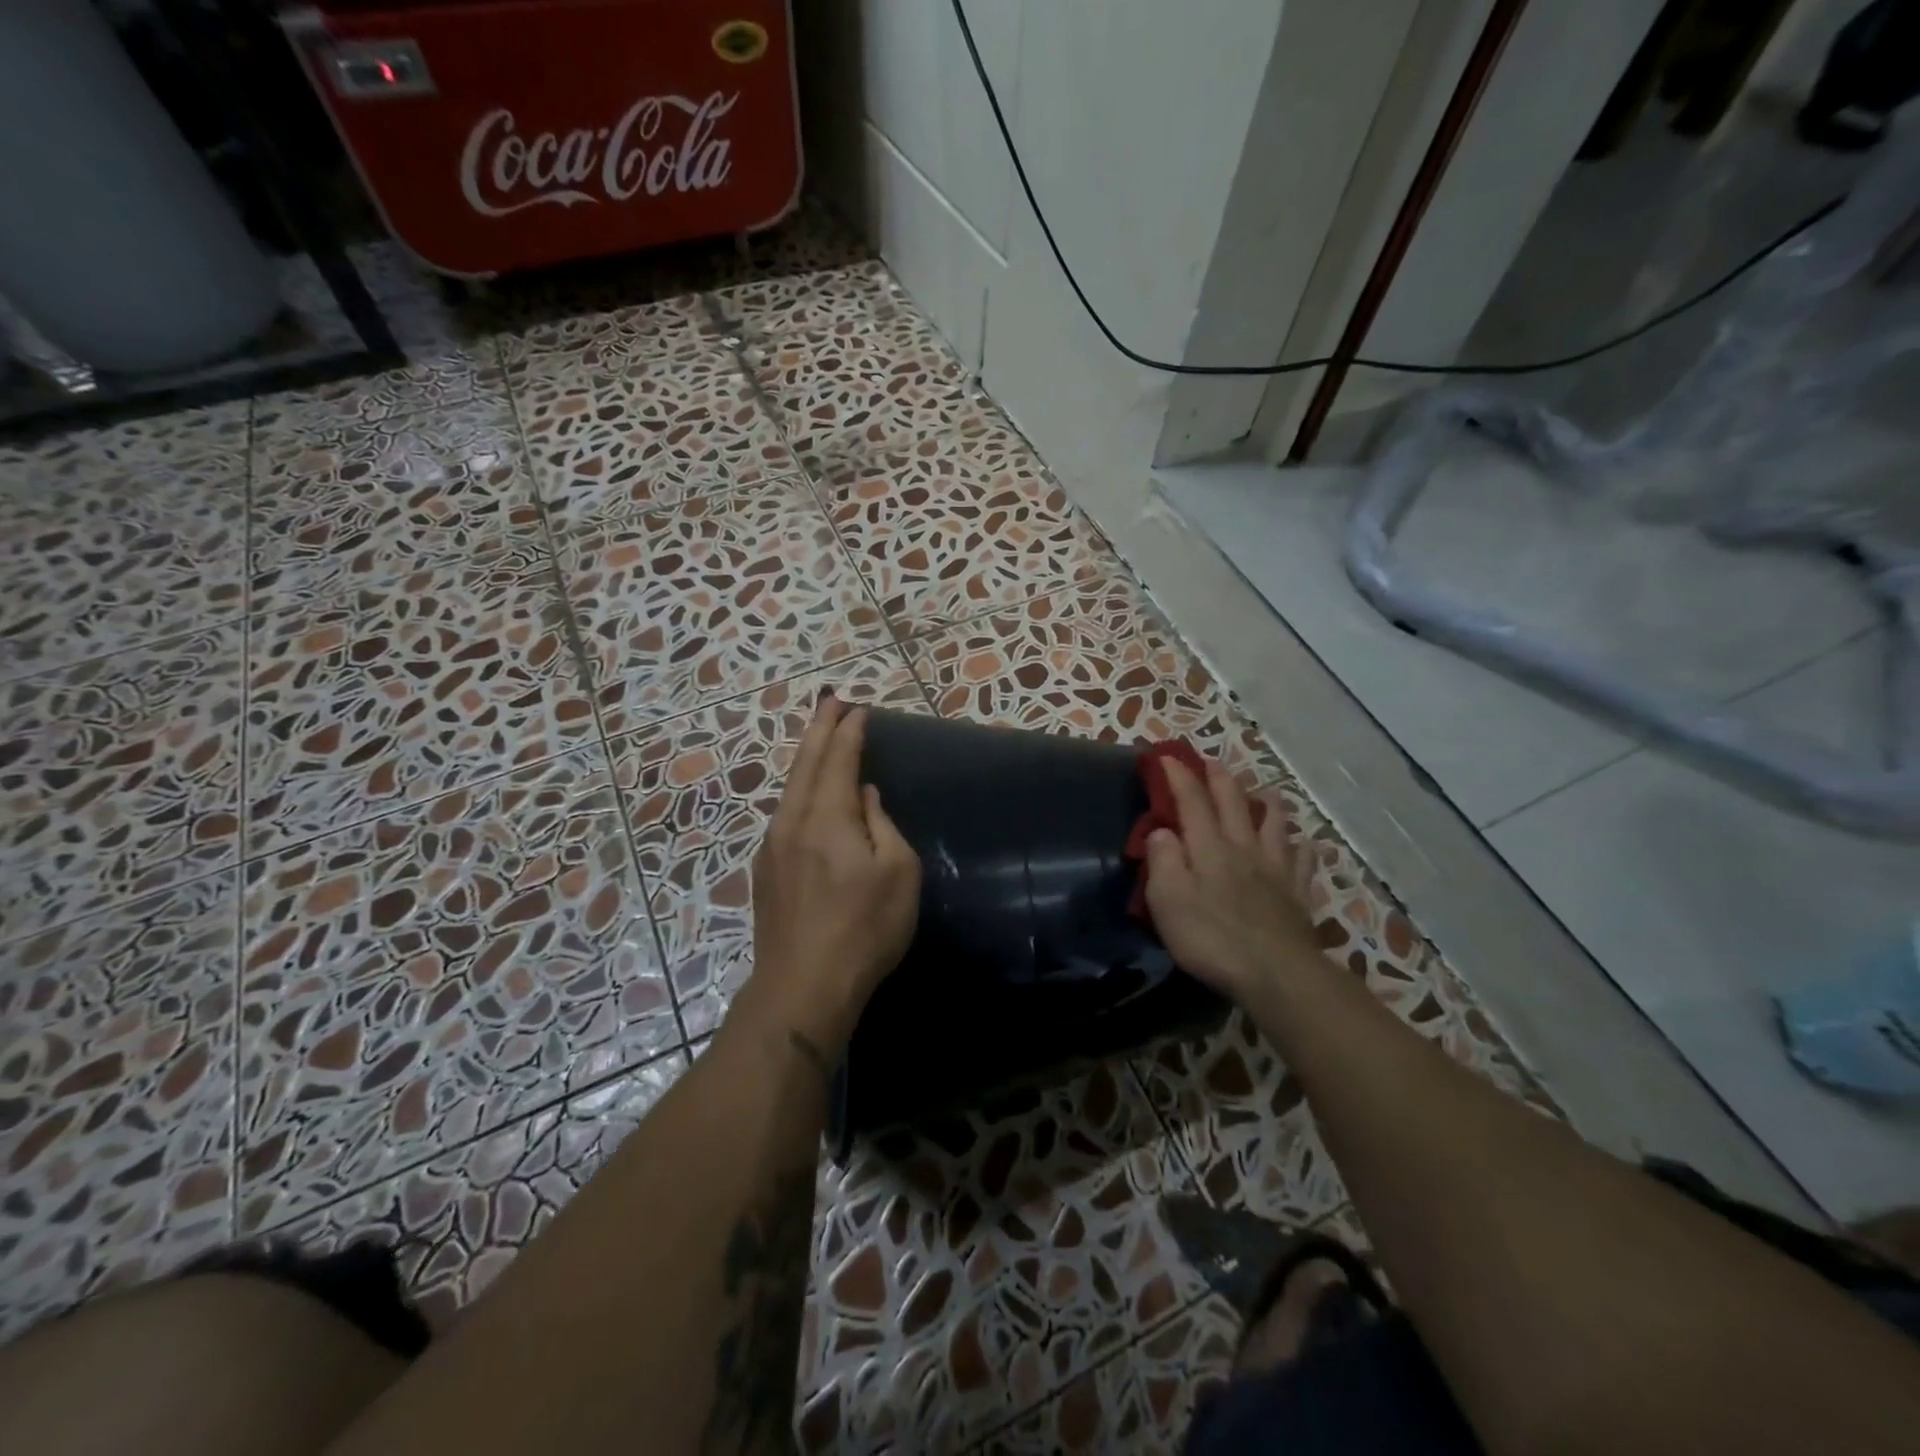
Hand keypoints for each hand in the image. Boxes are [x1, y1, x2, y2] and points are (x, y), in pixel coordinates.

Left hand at [737, 695, 921, 1058]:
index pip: (839, 760)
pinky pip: (784, 812)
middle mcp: (793, 821)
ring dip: (806, 757)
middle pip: (806, 764)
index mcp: (827, 816)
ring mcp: (772, 846)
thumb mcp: (897, 873)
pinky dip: (798, 789)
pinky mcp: (765, 870)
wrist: (802, 986)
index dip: (849, 732)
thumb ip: (881, 825)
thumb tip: (865, 796)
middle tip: (831, 701)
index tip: (858, 708)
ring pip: (790, 788)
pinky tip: (805, 794)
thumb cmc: (863, 928)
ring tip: (818, 738)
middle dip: (820, 729)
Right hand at [1143, 759, 1322, 1004]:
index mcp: (1209, 848)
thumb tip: (1161, 831)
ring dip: (1267, 803)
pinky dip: (1304, 847)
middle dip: (1220, 778)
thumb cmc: (1211, 938)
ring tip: (1264, 791)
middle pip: (1234, 803)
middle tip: (1211, 762)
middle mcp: (1243, 848)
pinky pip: (1304, 861)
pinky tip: (1305, 844)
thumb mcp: (1168, 901)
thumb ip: (1163, 861)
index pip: (1192, 802)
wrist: (1276, 974)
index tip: (1167, 757)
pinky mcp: (1298, 894)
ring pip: (1275, 824)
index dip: (1179, 777)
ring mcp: (1276, 870)